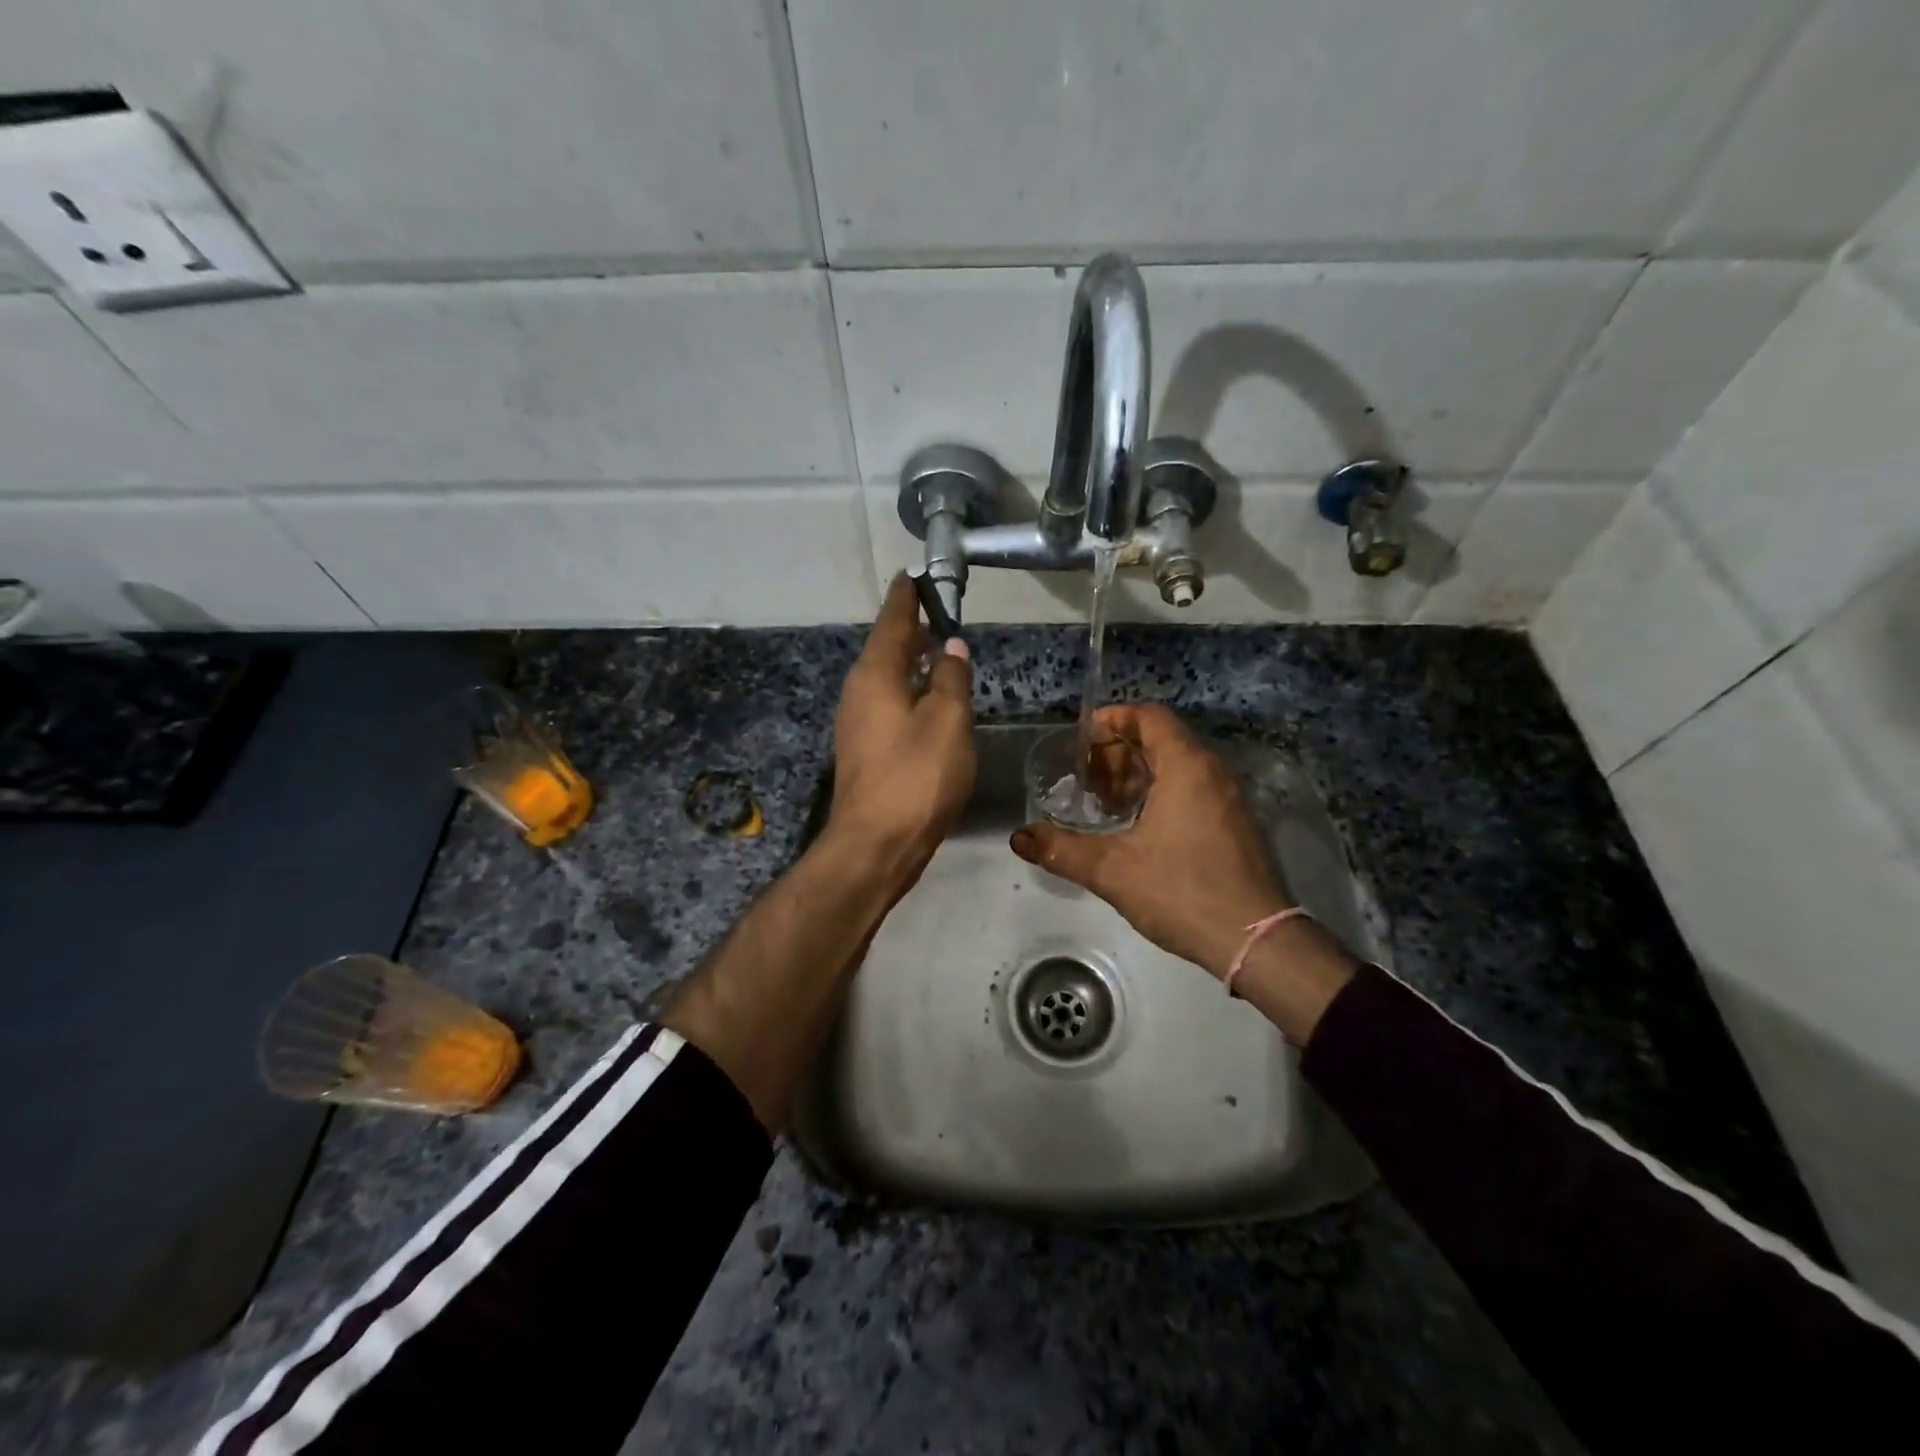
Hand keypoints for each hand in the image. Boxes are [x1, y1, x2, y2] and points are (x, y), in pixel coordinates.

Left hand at [826, 574, 975, 872]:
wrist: (876, 844)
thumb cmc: (916, 777)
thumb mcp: (948, 721)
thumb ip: (952, 678)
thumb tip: (951, 647)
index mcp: (876, 674)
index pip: (893, 620)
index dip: (907, 597)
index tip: (915, 575)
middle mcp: (859, 691)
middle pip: (886, 648)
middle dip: (911, 628)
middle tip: (938, 612)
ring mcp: (857, 722)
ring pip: (886, 678)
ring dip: (911, 661)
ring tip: (938, 651)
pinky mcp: (864, 749)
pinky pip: (887, 703)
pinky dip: (908, 691)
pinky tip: (928, 701)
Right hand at [1010, 704, 1289, 977]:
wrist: (1256, 942)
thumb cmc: (1183, 891)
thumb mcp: (1113, 870)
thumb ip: (1062, 850)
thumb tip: (1019, 838)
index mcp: (1186, 767)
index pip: (1150, 717)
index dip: (1114, 719)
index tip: (1083, 736)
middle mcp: (1213, 773)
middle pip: (1163, 740)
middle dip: (1120, 751)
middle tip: (1087, 777)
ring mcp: (1230, 801)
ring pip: (1179, 767)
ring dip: (1140, 775)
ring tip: (1107, 803)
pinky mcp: (1236, 827)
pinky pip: (1194, 790)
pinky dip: (1162, 794)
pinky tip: (1139, 828)